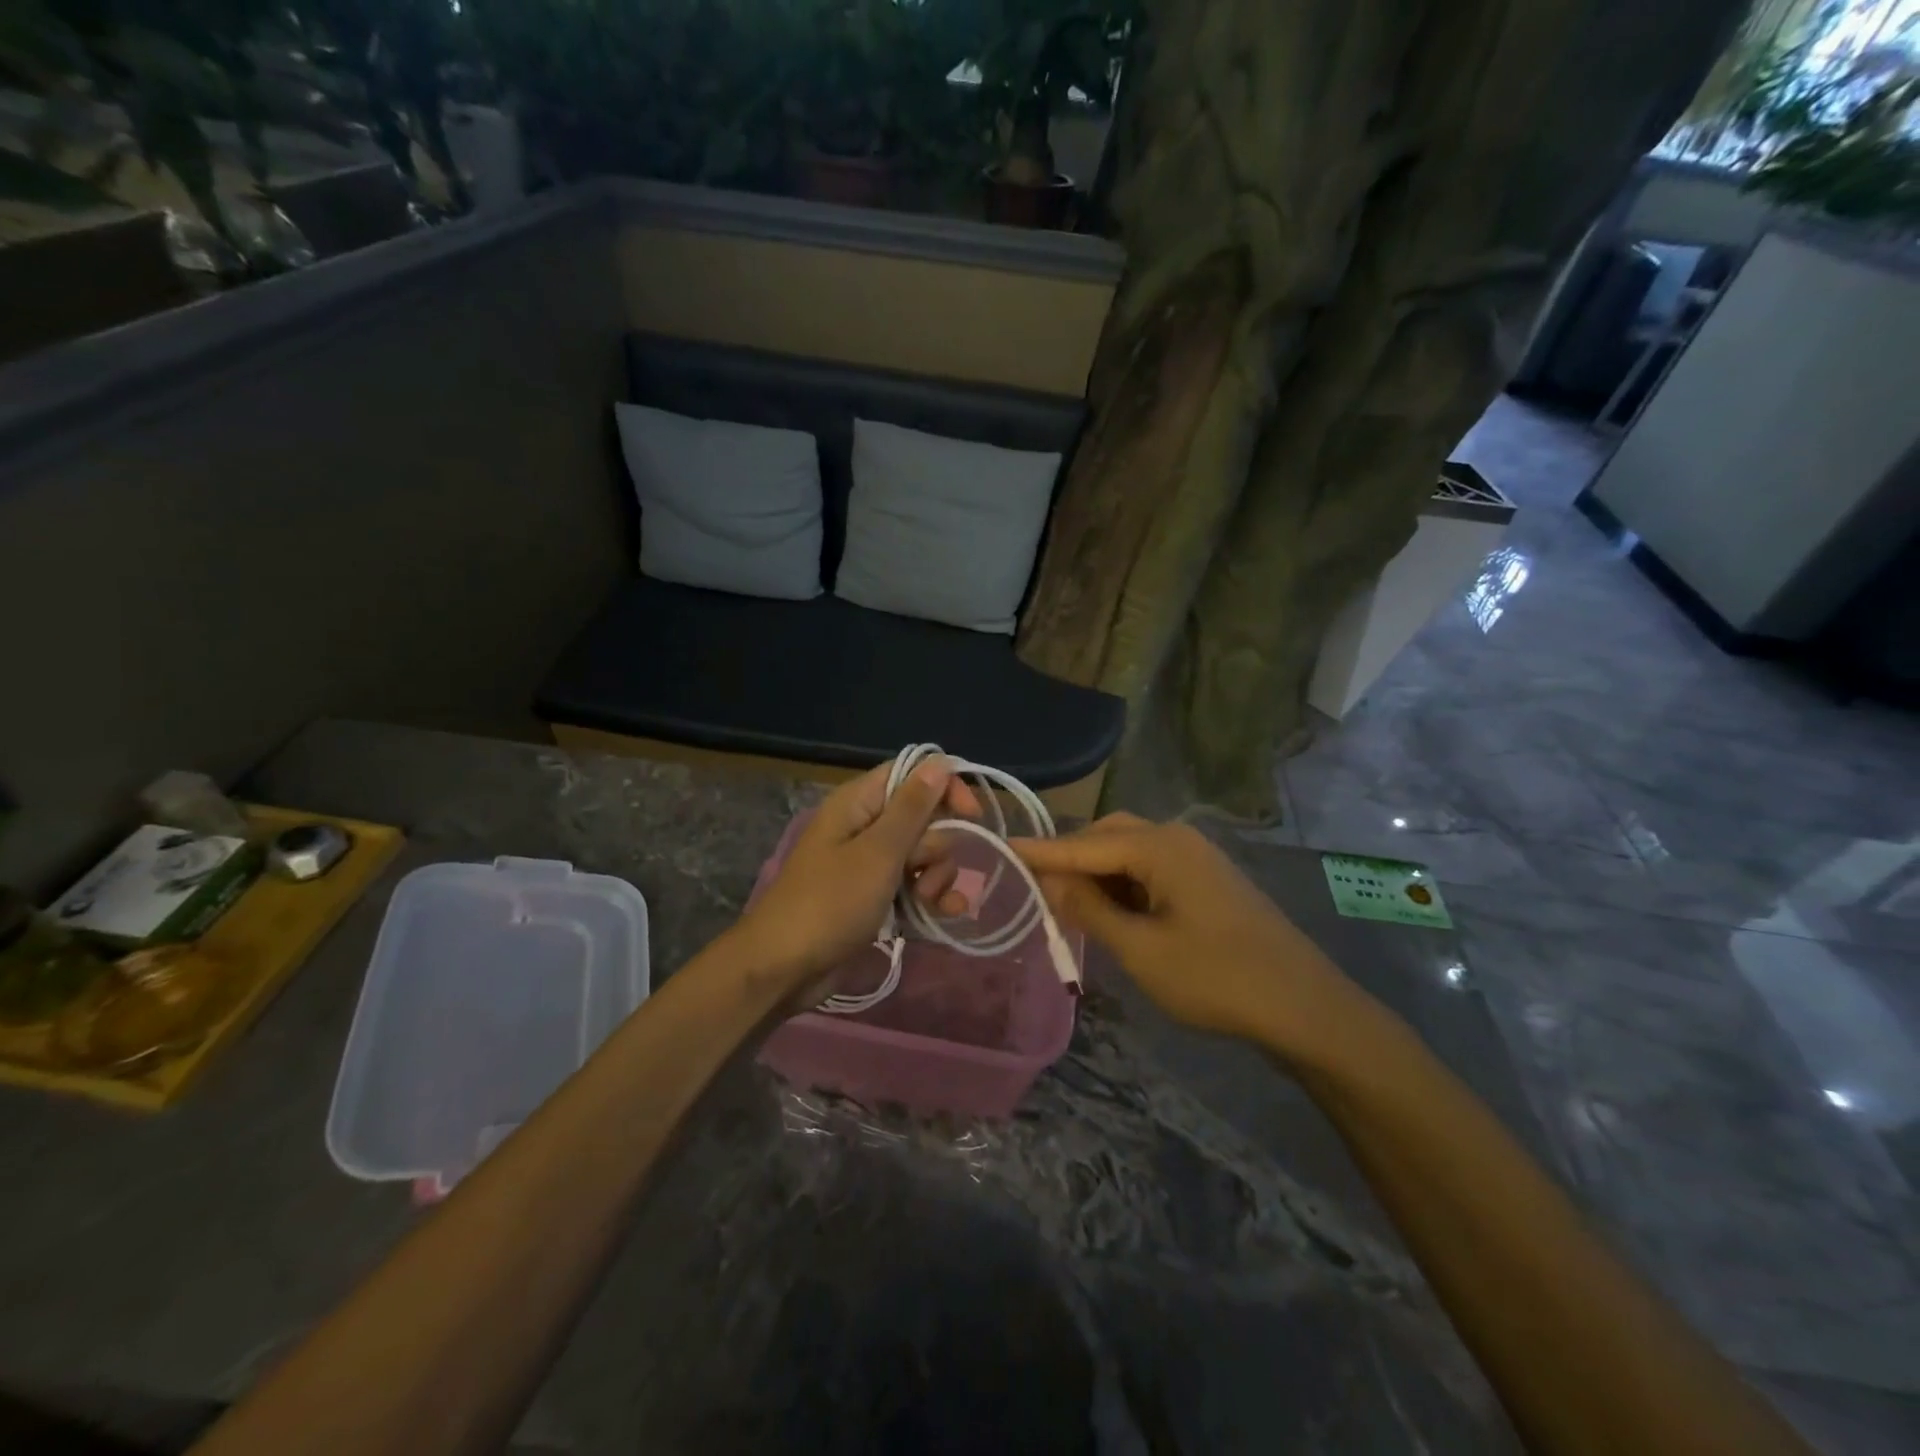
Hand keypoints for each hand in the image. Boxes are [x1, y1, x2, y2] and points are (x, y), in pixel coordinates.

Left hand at [734, 758, 979, 994]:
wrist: (785, 968)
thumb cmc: (831, 902)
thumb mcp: (878, 853)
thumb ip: (913, 808)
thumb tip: (940, 762)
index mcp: (860, 803)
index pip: (912, 774)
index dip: (945, 789)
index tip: (972, 815)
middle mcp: (866, 826)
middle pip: (924, 818)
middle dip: (937, 846)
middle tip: (921, 872)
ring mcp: (871, 863)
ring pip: (924, 855)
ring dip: (935, 877)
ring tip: (925, 902)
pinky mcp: (876, 896)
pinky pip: (914, 885)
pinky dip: (930, 897)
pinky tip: (946, 915)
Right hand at [1012, 815, 1362, 1047]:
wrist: (1305, 1007)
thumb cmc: (1217, 978)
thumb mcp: (1141, 950)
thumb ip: (1090, 910)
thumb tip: (1051, 881)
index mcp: (1159, 847)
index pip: (1083, 844)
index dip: (1040, 852)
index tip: (1001, 848)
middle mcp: (1177, 838)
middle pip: (1107, 836)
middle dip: (1071, 861)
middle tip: (1037, 890)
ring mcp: (1196, 857)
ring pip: (1129, 852)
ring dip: (1098, 874)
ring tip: (1069, 907)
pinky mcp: (1207, 879)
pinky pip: (1151, 869)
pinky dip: (1124, 885)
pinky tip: (1112, 913)